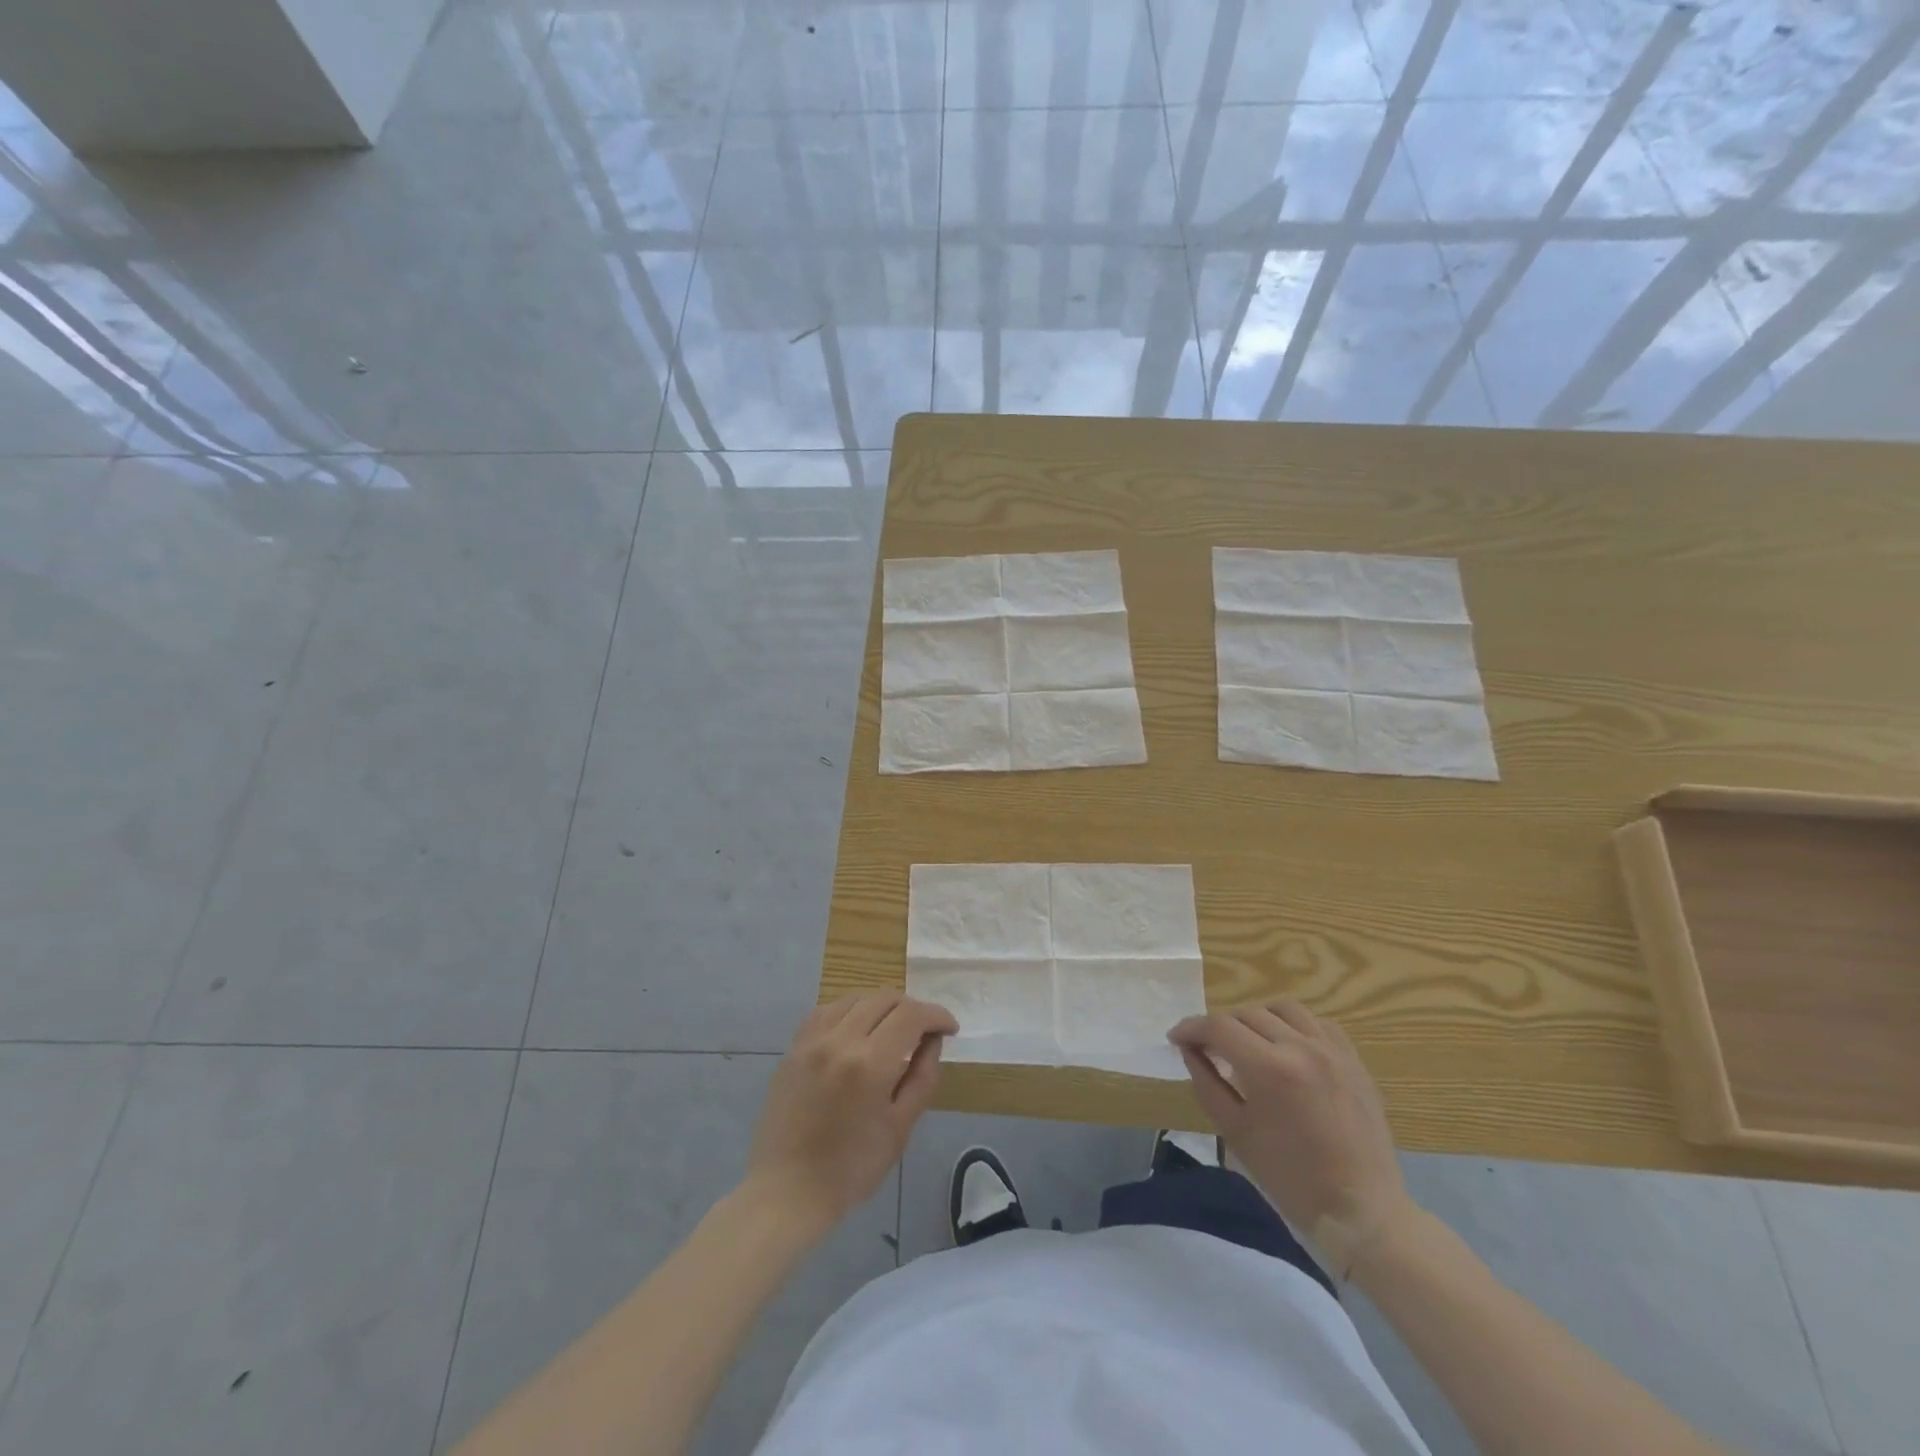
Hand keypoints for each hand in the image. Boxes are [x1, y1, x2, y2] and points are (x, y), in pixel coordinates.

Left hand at [745, 992, 956, 1238]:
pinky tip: (857, 1030)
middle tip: (924, 1031)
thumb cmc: (851, 1169)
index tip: (950, 1029)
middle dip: (912, 1008)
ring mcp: (812, 1040)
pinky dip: (850, 1010)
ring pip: (855, 998)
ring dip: (881, 1005)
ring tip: (893, 1028)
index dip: (937, 1015)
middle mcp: (839, 1039)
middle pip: (884, 998)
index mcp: (869, 1062)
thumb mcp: (900, 1128)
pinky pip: (827, 1010)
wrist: (787, 1191)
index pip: (912, 1015)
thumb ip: (922, 1077)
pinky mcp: (794, 1047)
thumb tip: (933, 1040)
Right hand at [1169, 1000, 1414, 1279]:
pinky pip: (1318, 1023)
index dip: (1191, 1028)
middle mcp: (1302, 1047)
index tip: (1176, 1039)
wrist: (1361, 1210)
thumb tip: (1189, 1050)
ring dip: (1257, 1019)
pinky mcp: (1354, 1060)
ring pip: (1283, 1009)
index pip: (1219, 1027)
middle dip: (1220, 1027)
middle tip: (1208, 1048)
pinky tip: (1287, 1047)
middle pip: (1247, 1014)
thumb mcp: (1235, 1133)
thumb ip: (1207, 1084)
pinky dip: (1294, 1026)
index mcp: (1270, 1068)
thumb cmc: (1290, 1179)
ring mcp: (1333, 1050)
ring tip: (1249, 1043)